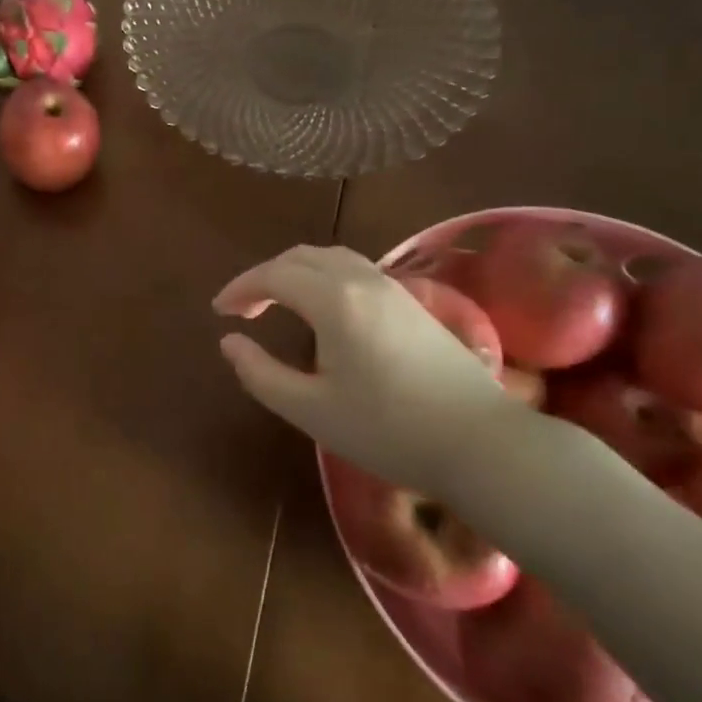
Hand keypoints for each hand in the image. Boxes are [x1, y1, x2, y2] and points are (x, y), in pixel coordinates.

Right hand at [214, 245, 515, 495]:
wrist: (481, 444)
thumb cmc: (388, 430)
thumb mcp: (311, 410)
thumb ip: (261, 373)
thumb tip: (229, 342)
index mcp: (334, 300)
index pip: (273, 274)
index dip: (241, 288)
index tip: (219, 312)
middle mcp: (361, 280)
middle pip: (301, 257)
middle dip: (265, 276)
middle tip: (244, 309)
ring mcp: (392, 288)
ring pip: (330, 258)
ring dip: (295, 271)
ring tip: (278, 302)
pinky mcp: (412, 302)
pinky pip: (354, 269)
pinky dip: (323, 276)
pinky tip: (324, 310)